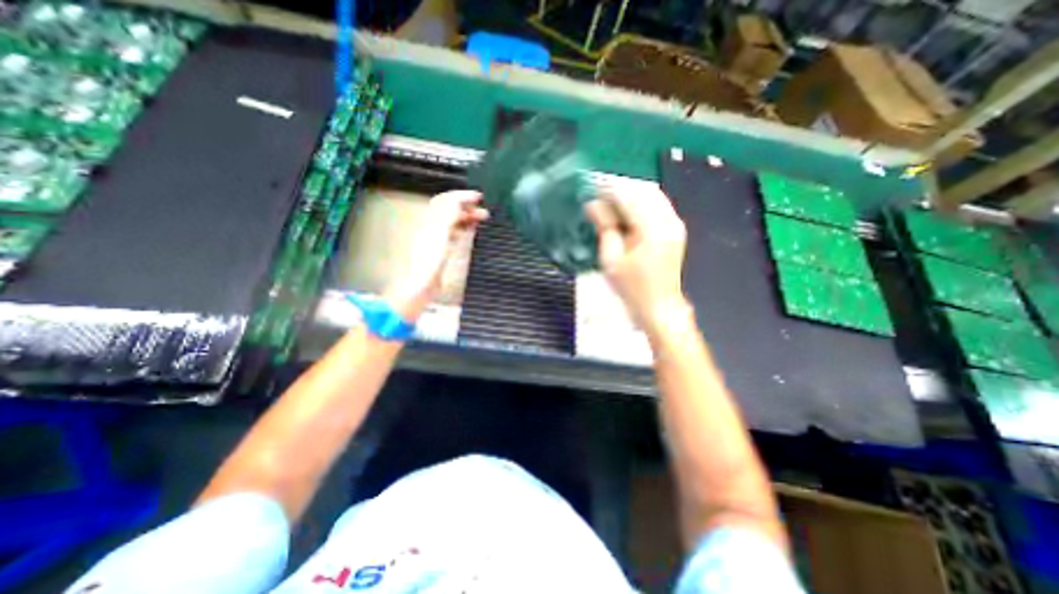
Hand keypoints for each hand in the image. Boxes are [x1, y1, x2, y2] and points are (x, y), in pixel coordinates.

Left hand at [387, 188, 490, 319]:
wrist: (420, 285)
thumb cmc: (429, 261)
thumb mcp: (439, 234)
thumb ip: (448, 215)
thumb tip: (457, 200)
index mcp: (430, 221)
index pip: (445, 201)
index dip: (461, 196)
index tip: (479, 197)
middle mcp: (431, 227)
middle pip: (449, 211)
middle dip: (466, 207)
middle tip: (484, 211)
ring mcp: (435, 240)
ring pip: (452, 222)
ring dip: (466, 217)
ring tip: (481, 219)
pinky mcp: (439, 252)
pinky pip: (452, 235)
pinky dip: (462, 229)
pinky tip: (469, 232)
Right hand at [584, 183, 691, 336]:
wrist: (659, 306)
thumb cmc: (632, 288)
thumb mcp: (611, 259)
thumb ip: (605, 227)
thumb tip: (593, 204)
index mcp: (652, 228)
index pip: (629, 196)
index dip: (608, 186)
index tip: (590, 182)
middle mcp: (668, 220)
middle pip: (643, 189)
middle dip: (619, 185)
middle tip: (597, 189)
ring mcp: (674, 223)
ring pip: (652, 194)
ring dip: (629, 191)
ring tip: (608, 196)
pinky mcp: (674, 228)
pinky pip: (657, 204)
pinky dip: (639, 200)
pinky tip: (624, 207)